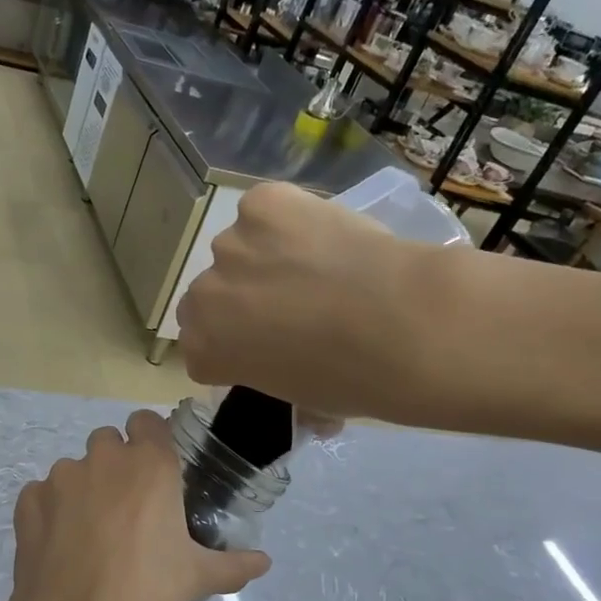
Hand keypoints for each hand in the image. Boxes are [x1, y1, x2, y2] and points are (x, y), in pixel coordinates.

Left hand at [0, 411, 269, 600]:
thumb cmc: (148, 591)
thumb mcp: (197, 577)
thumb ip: (233, 564)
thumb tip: (264, 562)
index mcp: (149, 465)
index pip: (148, 421)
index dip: (150, 439)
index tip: (155, 469)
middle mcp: (103, 459)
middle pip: (107, 441)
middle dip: (115, 463)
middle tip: (126, 507)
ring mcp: (60, 478)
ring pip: (73, 468)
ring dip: (82, 488)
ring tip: (89, 533)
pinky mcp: (28, 502)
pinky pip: (40, 494)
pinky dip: (49, 510)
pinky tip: (58, 544)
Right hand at [175, 181, 466, 425]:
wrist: (401, 325)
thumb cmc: (351, 379)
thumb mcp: (299, 397)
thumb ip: (271, 372)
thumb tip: (291, 364)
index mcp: (202, 350)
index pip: (200, 341)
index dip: (235, 340)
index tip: (267, 343)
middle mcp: (203, 296)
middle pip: (211, 293)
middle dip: (241, 297)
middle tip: (292, 303)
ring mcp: (229, 245)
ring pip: (240, 248)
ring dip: (266, 256)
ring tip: (319, 265)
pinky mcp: (262, 203)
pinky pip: (266, 208)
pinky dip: (290, 217)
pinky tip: (325, 234)